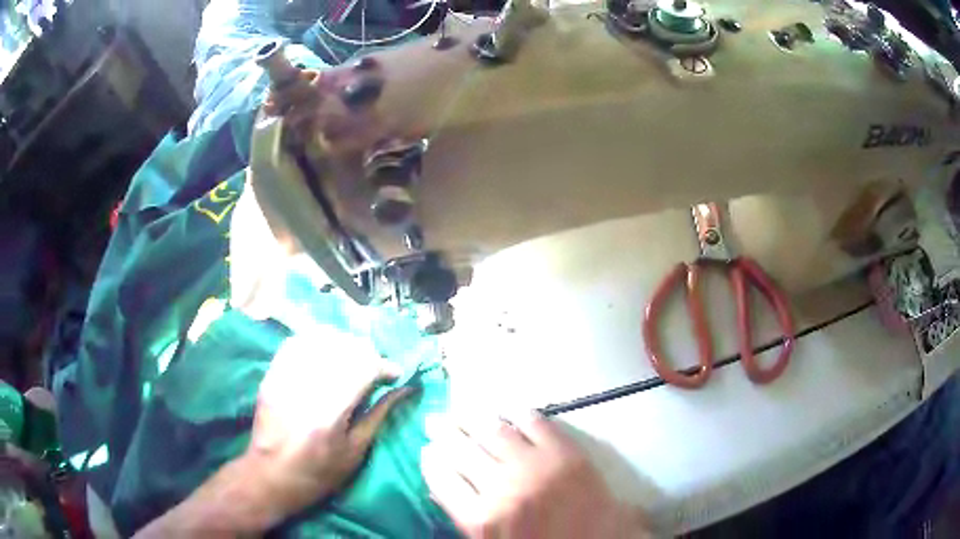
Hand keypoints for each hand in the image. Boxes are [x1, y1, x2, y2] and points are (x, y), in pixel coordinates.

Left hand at [245, 330, 414, 521]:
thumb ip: (379, 414)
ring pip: (320, 338)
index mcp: (330, 412)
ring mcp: (285, 377)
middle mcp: (306, 387)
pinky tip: (326, 354)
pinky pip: (296, 341)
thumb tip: (406, 388)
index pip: (364, 367)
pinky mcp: (272, 374)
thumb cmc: (320, 473)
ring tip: (351, 360)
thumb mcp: (356, 450)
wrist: (272, 476)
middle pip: (344, 346)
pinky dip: (316, 341)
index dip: (385, 366)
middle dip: (368, 353)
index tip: (395, 374)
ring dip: (344, 344)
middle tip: (375, 369)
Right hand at [421, 412, 648, 538]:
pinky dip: (518, 413)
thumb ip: (465, 516)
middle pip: (461, 450)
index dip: (430, 460)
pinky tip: (508, 409)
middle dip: (443, 432)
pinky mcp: (565, 451)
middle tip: (434, 420)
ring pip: (493, 430)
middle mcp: (502, 488)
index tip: (427, 449)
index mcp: (481, 519)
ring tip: (461, 410)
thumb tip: (440, 487)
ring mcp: (535, 466)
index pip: (441, 478)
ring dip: (472, 417)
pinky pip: (534, 422)